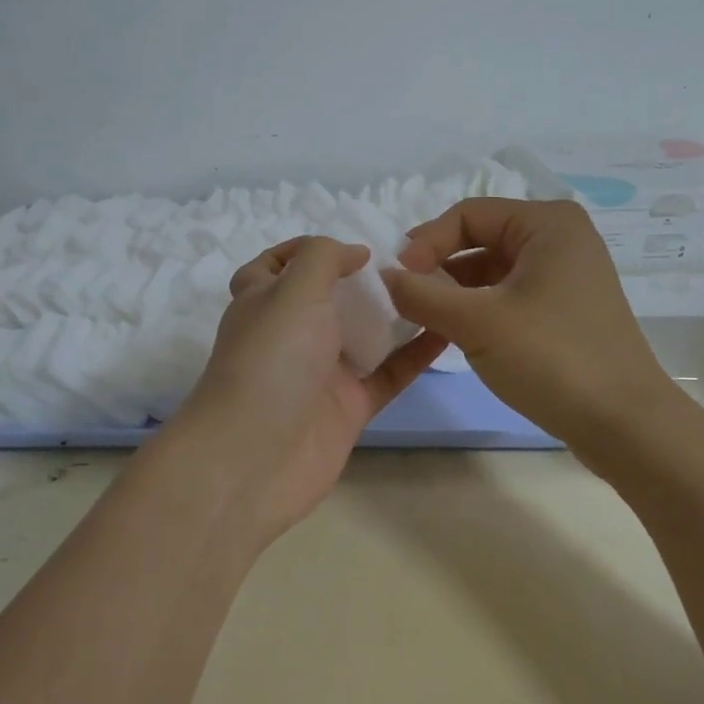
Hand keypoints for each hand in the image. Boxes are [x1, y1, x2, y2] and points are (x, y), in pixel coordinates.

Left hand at [160, 236, 445, 548]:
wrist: (255, 458)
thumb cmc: (271, 359)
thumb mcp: (293, 289)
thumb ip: (324, 257)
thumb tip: (354, 253)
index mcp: (263, 300)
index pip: (276, 265)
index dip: (305, 250)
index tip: (352, 245)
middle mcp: (289, 333)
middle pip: (328, 298)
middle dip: (363, 279)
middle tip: (413, 261)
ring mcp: (320, 372)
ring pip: (363, 334)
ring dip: (395, 312)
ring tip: (440, 286)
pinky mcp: (348, 406)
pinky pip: (388, 372)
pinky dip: (416, 354)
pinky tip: (448, 330)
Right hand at [385, 199, 685, 473]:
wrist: (627, 426)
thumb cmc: (553, 359)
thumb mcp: (478, 322)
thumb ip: (422, 294)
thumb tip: (384, 276)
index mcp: (547, 223)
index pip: (467, 214)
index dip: (426, 243)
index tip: (397, 280)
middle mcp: (560, 239)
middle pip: (479, 238)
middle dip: (438, 266)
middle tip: (405, 297)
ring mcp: (566, 275)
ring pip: (492, 269)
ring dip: (455, 290)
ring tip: (424, 318)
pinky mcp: (565, 309)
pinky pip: (509, 294)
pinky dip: (478, 308)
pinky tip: (454, 332)